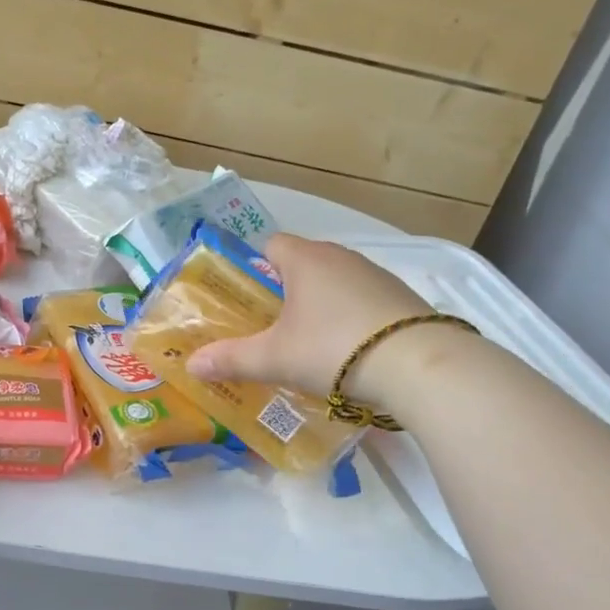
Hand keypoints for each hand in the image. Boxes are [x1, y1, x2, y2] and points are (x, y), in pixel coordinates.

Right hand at [188, 233, 431, 397]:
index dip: (252, 266)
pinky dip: (350, 317)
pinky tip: (348, 350)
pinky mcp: (401, 298)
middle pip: (302, 264)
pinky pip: (362, 300)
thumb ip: (231, 359)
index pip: (270, 244)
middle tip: (269, 326)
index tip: (244, 298)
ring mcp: (376, 275)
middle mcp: (340, 257)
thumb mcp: (275, 358)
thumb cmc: (333, 348)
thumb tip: (190, 364)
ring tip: (308, 343)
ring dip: (319, 305)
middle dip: (284, 291)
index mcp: (305, 259)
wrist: (418, 365)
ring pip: (334, 282)